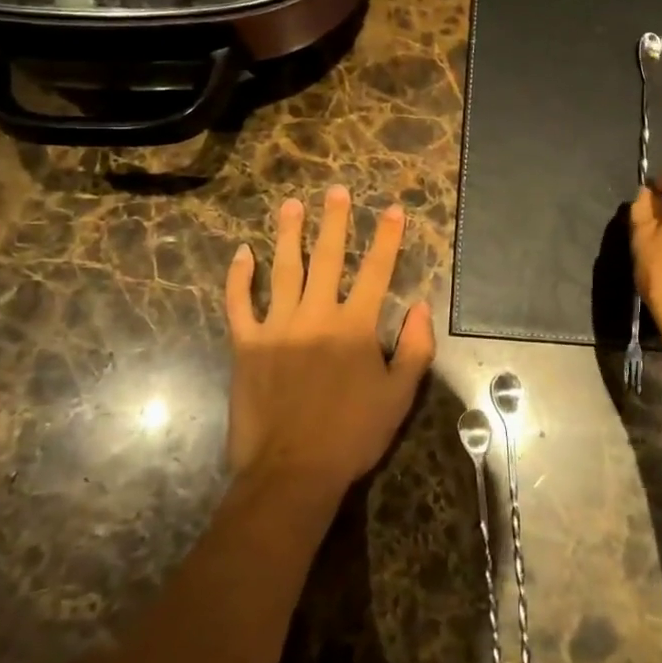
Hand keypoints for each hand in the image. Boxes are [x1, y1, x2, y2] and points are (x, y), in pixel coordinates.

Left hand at [224, 185, 434, 497]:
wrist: (292, 472)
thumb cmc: (352, 435)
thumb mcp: (399, 395)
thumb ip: (415, 348)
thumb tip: (422, 306)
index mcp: (355, 326)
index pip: (376, 270)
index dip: (387, 237)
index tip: (392, 209)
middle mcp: (316, 315)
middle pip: (327, 258)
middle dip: (334, 221)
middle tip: (335, 191)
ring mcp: (276, 326)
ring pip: (283, 269)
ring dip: (289, 234)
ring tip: (291, 205)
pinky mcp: (245, 344)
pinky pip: (239, 303)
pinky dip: (238, 277)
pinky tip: (243, 253)